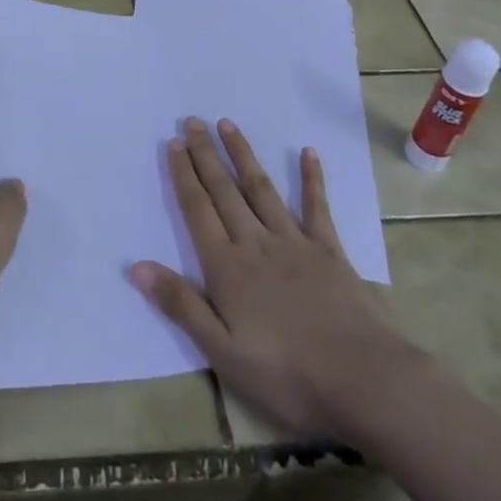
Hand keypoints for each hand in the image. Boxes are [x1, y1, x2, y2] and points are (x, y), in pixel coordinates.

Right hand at [130, 117, 411, 436]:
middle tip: (192, 120)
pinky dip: (312, 179)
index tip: (173, 142)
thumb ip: (181, 304)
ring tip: (227, 124)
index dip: (183, 175)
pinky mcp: (329, 251)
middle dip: (206, 154)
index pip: (198, 210)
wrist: (364, 380)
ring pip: (261, 189)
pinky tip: (307, 152)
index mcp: (228, 267)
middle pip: (225, 191)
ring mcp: (295, 242)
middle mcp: (256, 243)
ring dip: (242, 155)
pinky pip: (316, 207)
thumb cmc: (287, 374)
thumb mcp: (223, 352)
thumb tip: (136, 266)